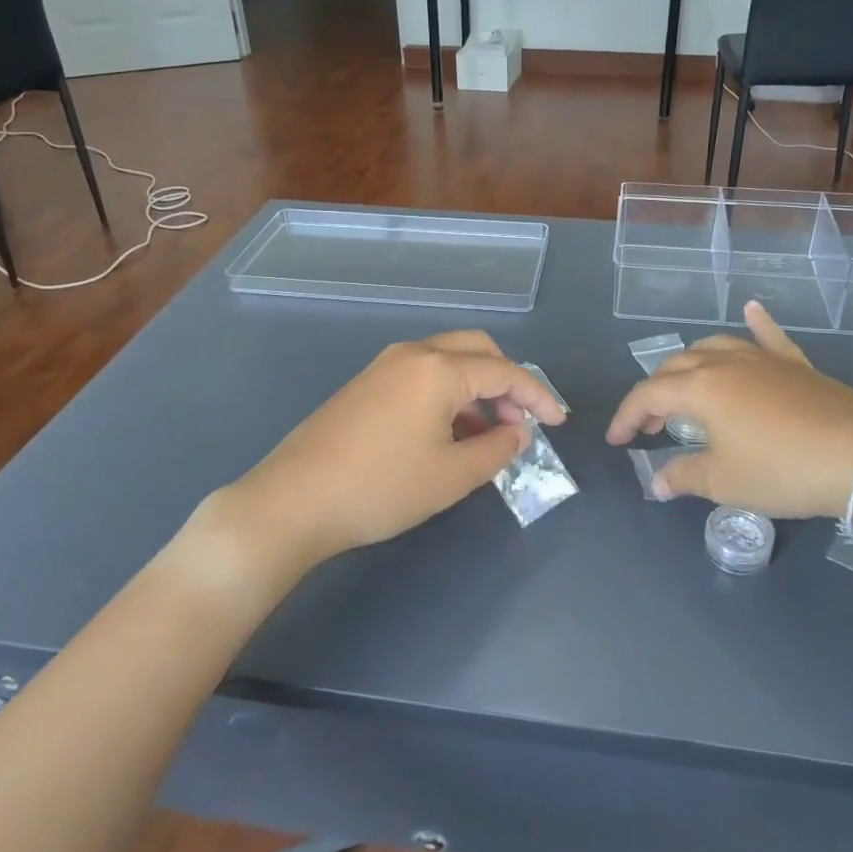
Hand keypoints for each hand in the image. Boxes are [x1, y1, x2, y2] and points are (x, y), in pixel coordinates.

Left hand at [215, 330, 566, 565]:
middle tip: (519, 422)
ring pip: (448, 361)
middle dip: (507, 381)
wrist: (293, 501)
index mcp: (439, 369)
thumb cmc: (381, 488)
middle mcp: (413, 354)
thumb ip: (497, 450)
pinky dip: (447, 394)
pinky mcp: (365, 384)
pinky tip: (447, 433)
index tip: (559, 422)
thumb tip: (517, 433)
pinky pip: (421, 375)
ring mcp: (384, 366)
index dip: (538, 396)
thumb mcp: (451, 477)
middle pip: (476, 350)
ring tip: (485, 435)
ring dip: (476, 388)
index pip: (505, 371)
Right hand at [606, 301, 852, 527]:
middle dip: (655, 395)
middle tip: (651, 428)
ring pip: (712, 347)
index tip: (617, 442)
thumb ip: (683, 477)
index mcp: (699, 388)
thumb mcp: (724, 482)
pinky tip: (751, 310)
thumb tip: (656, 483)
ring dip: (689, 366)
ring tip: (685, 390)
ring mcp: (761, 358)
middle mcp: (723, 362)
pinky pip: (768, 336)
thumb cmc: (781, 469)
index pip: (647, 396)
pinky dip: (755, 324)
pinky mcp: (794, 364)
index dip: (627, 418)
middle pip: (675, 367)